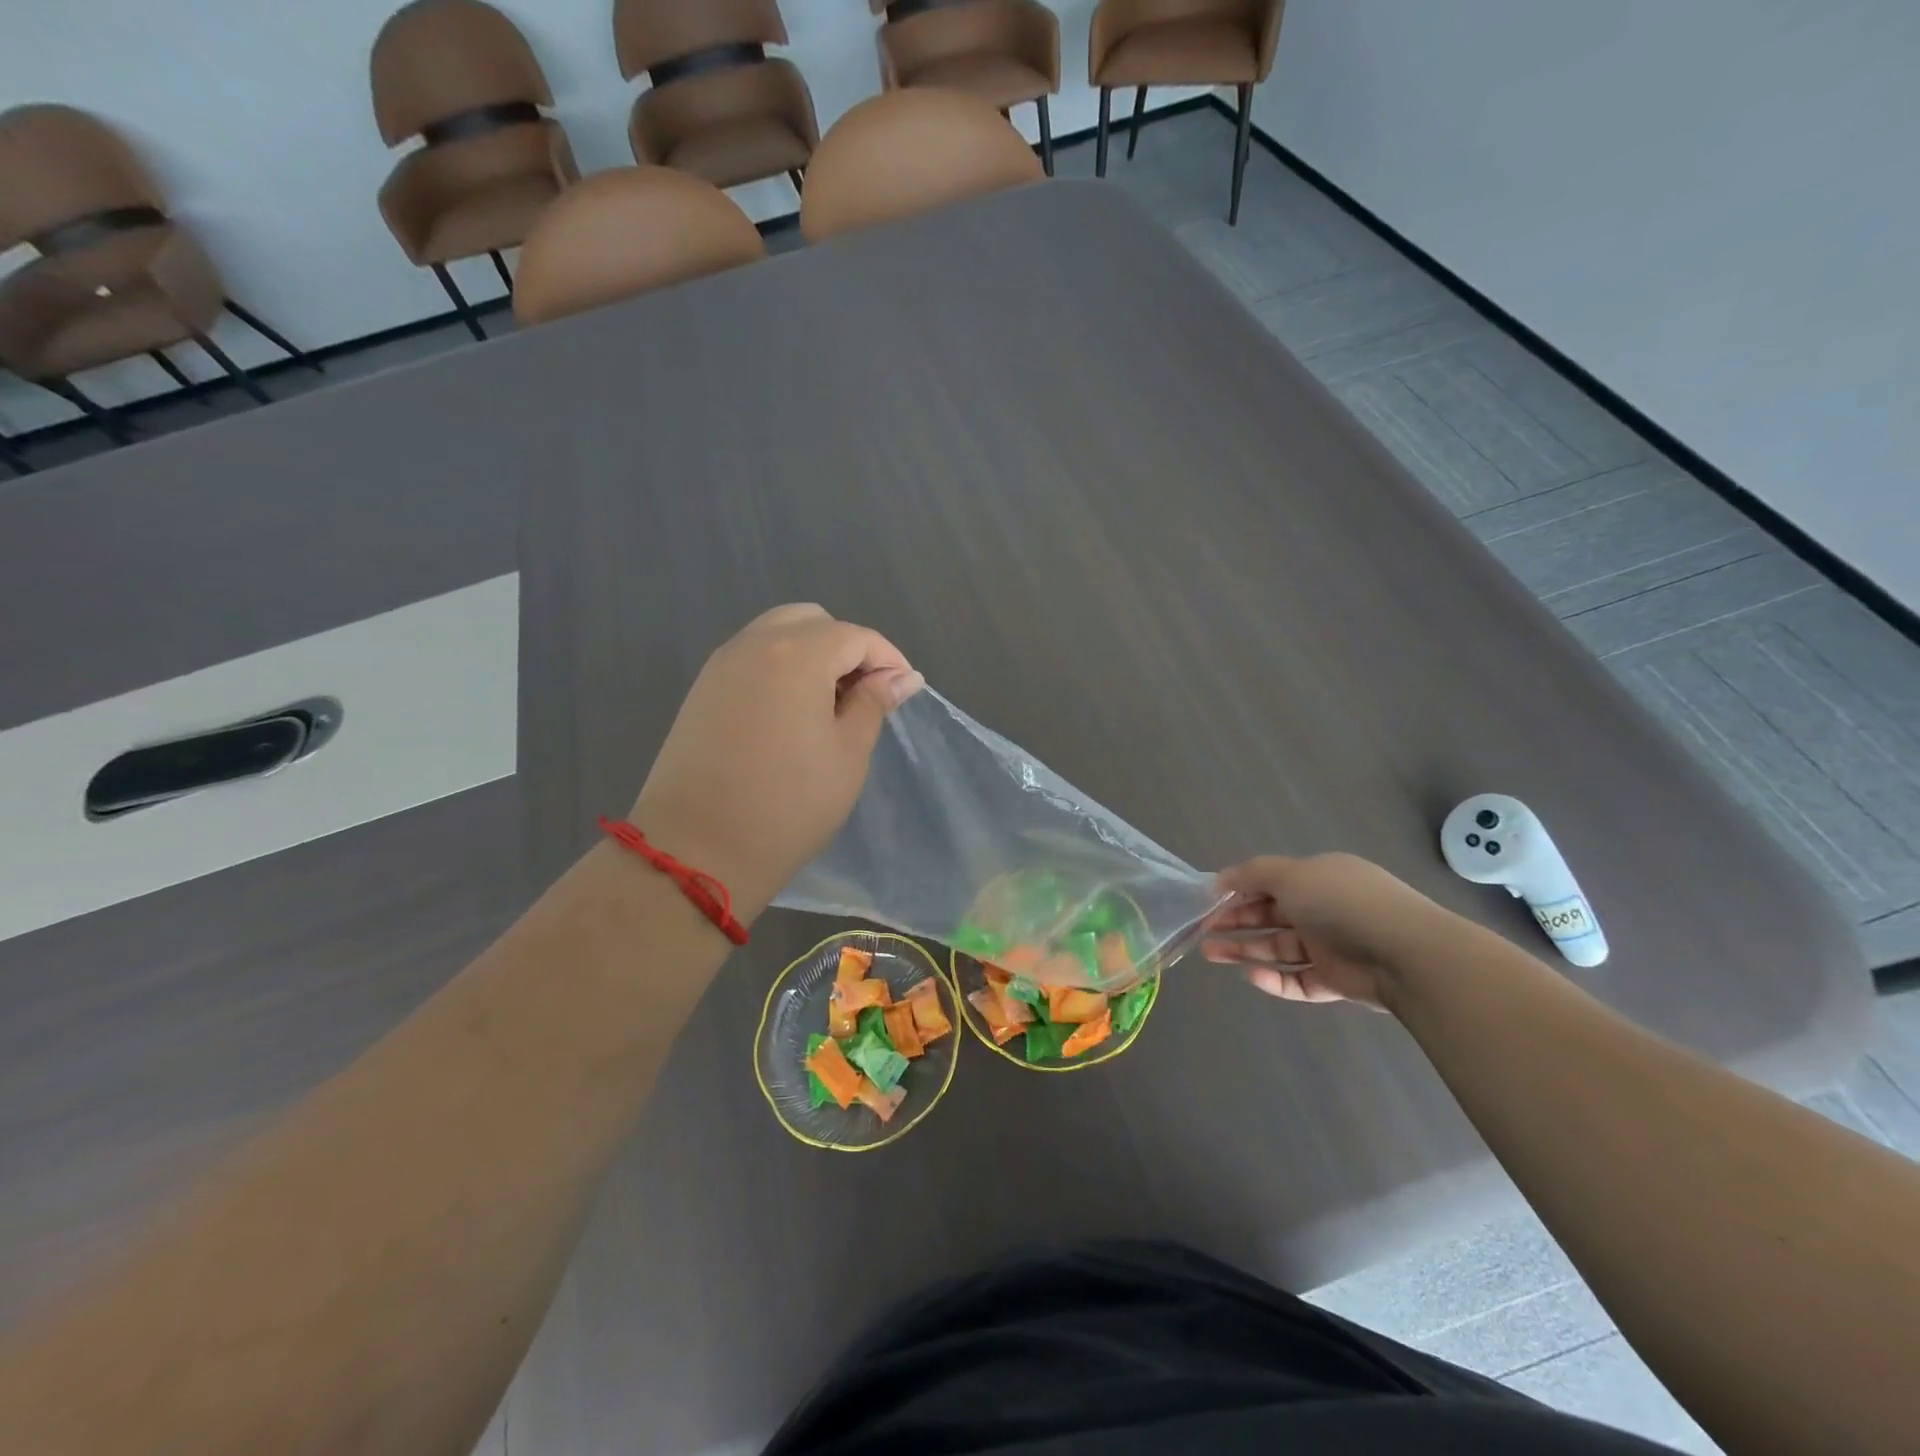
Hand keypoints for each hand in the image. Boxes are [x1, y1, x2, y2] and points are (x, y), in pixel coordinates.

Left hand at [628, 604, 923, 922]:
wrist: (697, 849)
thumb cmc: (789, 804)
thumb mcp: (848, 754)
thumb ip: (874, 703)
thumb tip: (903, 676)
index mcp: (797, 654)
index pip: (855, 636)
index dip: (887, 658)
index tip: (904, 691)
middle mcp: (754, 644)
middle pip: (812, 621)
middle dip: (847, 648)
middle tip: (864, 695)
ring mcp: (721, 665)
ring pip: (777, 634)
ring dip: (812, 655)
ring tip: (830, 705)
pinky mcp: (702, 690)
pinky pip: (751, 658)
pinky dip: (780, 668)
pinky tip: (791, 714)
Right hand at [1201, 854, 1445, 1009]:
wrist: (1405, 954)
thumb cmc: (1341, 902)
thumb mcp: (1290, 874)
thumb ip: (1251, 874)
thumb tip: (1219, 880)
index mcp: (1318, 878)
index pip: (1270, 882)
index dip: (1238, 890)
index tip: (1208, 901)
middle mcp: (1323, 909)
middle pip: (1270, 916)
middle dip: (1234, 921)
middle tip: (1202, 930)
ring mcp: (1331, 946)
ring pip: (1277, 948)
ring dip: (1243, 949)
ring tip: (1209, 953)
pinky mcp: (1336, 981)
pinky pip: (1297, 980)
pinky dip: (1273, 979)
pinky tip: (1250, 975)